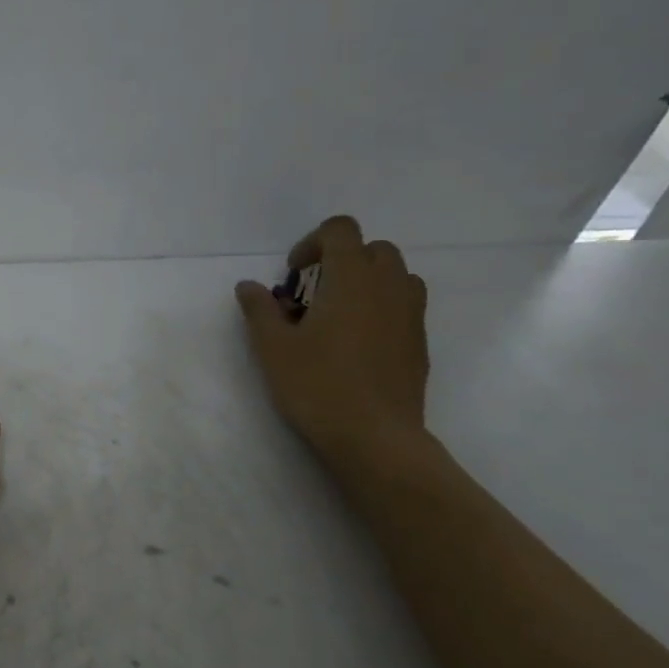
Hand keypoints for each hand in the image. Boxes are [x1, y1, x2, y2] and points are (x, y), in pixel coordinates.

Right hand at [235, 215, 429, 466]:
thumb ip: (260, 309)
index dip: (313, 242)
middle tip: (313, 295)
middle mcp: (389, 286)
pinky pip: (404, 305)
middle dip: (342, 261)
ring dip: (367, 282)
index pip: (341, 230)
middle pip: (373, 248)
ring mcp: (411, 314)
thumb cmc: (317, 385)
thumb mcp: (273, 347)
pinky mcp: (420, 341)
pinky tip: (356, 343)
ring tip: (338, 315)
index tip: (294, 275)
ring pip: (396, 275)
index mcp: (352, 279)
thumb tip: (248, 285)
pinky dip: (382, 307)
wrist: (375, 437)